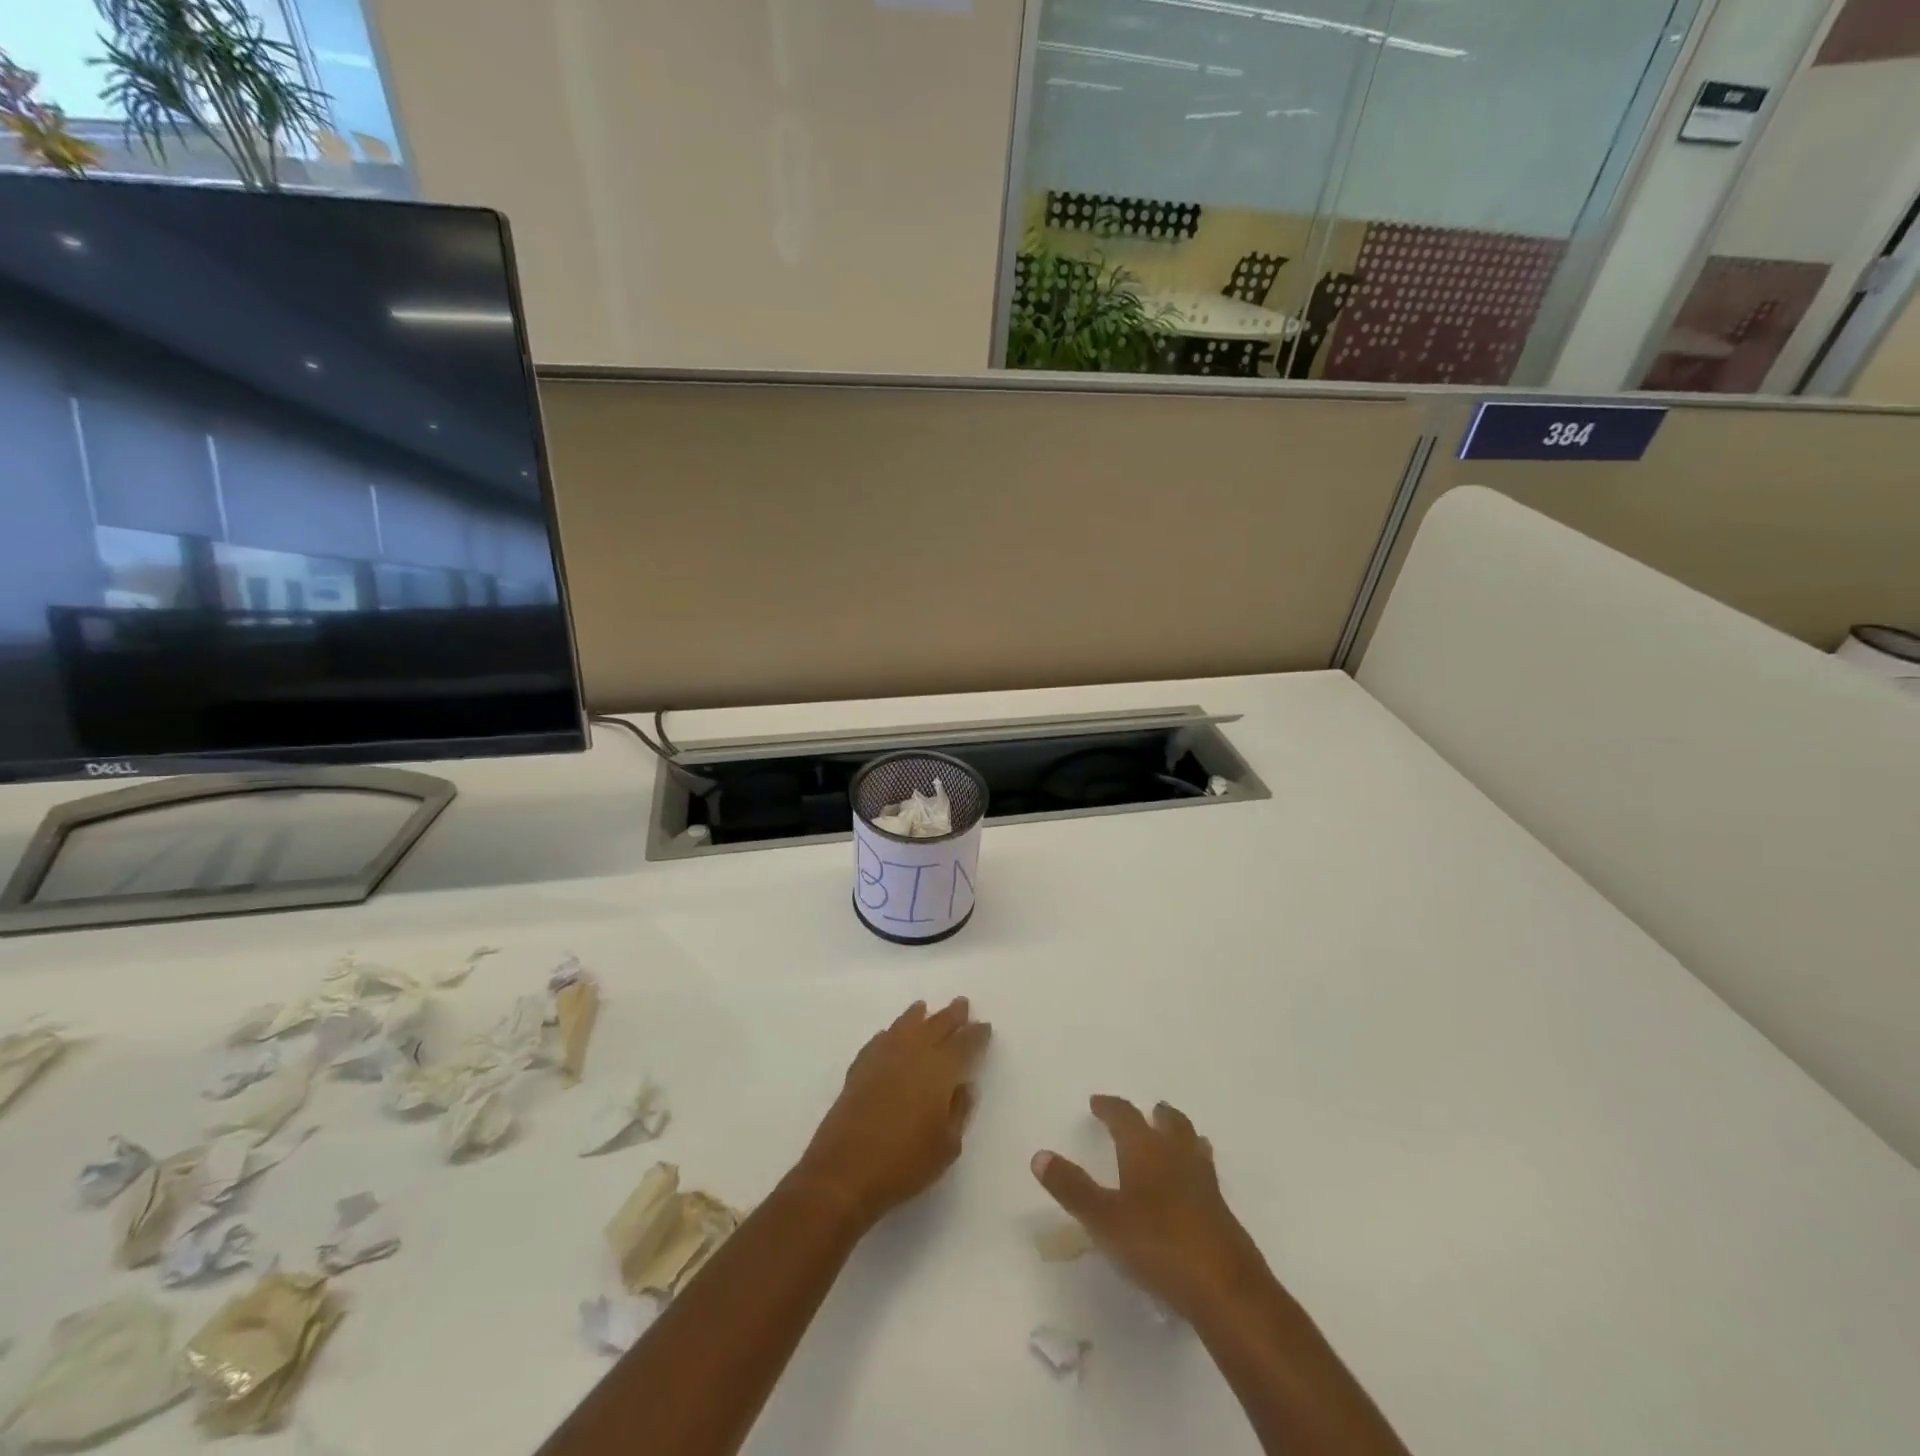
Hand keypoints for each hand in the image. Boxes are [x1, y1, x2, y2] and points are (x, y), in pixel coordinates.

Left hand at [798, 998, 990, 1229]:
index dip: (975, 1034)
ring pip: (905, 1025)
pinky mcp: (859, 1068)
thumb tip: (964, 1086)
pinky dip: (890, 1034)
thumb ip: (959, 1111)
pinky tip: (890, 1035)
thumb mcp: (947, 1146)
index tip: (984, 1026)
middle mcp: (912, 1053)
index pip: (963, 1043)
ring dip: (918, 1016)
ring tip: (923, 1008)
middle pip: (936, 1025)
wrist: (845, 1171)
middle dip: (951, 1015)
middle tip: (961, 1004)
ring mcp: (883, 1057)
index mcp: (939, 1069)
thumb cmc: (905, 1163)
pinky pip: (880, 1040)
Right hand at [1032, 1095, 1267, 1322]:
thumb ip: (1072, 1187)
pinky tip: (1190, 1187)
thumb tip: (1039, 1154)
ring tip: (1173, 1138)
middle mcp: (1177, 1156)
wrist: (1226, 1288)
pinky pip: (1205, 1173)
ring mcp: (1204, 1182)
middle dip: (1155, 1115)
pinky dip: (1194, 1166)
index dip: (1110, 1107)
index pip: (1125, 1115)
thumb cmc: (1157, 1245)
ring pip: (1192, 1144)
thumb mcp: (1103, 1219)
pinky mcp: (1222, 1211)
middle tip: (1147, 1111)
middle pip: (1169, 1122)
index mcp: (1146, 1149)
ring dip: (1180, 1135)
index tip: (1097, 1102)